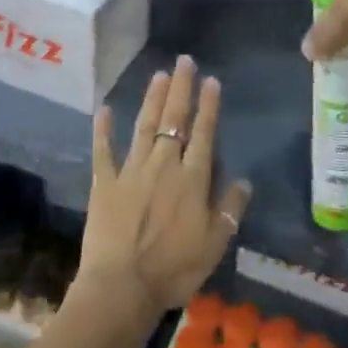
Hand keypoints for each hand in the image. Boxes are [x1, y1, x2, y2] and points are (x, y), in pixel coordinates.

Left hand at [80, 55, 251, 314]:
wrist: (123, 286)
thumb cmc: (174, 268)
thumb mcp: (215, 244)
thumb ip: (230, 209)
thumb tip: (244, 180)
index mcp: (193, 178)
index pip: (204, 133)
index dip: (209, 106)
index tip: (212, 80)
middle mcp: (163, 164)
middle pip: (173, 120)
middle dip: (181, 89)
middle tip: (184, 61)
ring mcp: (131, 170)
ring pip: (144, 126)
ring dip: (152, 99)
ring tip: (159, 75)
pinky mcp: (105, 182)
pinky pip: (104, 150)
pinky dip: (103, 129)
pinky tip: (103, 109)